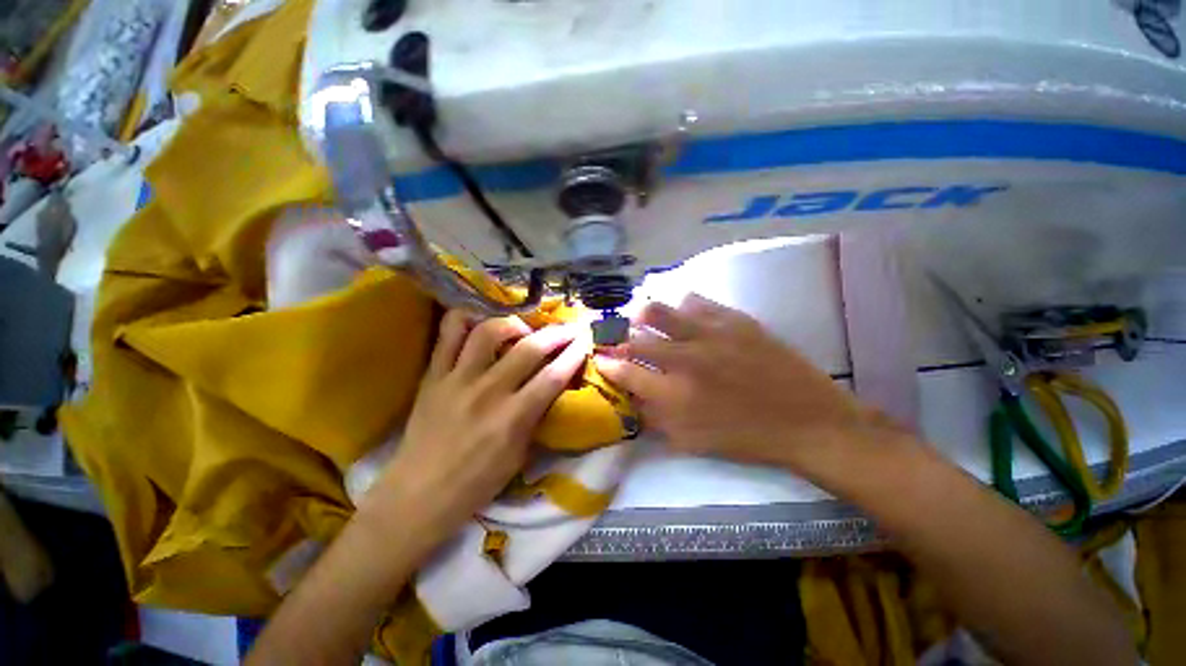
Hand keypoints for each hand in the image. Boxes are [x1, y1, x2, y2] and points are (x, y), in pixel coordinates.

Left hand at [359, 310, 588, 558]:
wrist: (419, 495)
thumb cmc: (476, 483)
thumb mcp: (520, 456)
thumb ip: (536, 417)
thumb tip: (551, 387)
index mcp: (513, 418)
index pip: (553, 376)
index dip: (574, 354)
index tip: (585, 340)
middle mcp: (488, 392)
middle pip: (530, 349)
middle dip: (556, 333)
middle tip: (568, 328)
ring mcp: (458, 379)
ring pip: (489, 331)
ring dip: (514, 323)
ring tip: (523, 329)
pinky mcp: (433, 374)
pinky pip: (448, 333)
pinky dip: (466, 319)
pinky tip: (480, 322)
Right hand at [596, 294, 888, 468]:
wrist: (808, 421)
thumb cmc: (746, 438)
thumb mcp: (691, 441)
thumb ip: (655, 418)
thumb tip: (631, 396)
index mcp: (674, 395)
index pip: (624, 371)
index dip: (606, 363)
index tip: (600, 358)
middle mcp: (685, 359)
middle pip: (635, 337)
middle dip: (617, 336)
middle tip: (615, 336)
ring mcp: (710, 334)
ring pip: (660, 311)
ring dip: (643, 315)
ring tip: (641, 317)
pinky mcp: (734, 320)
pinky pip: (695, 301)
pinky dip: (680, 306)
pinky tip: (683, 314)